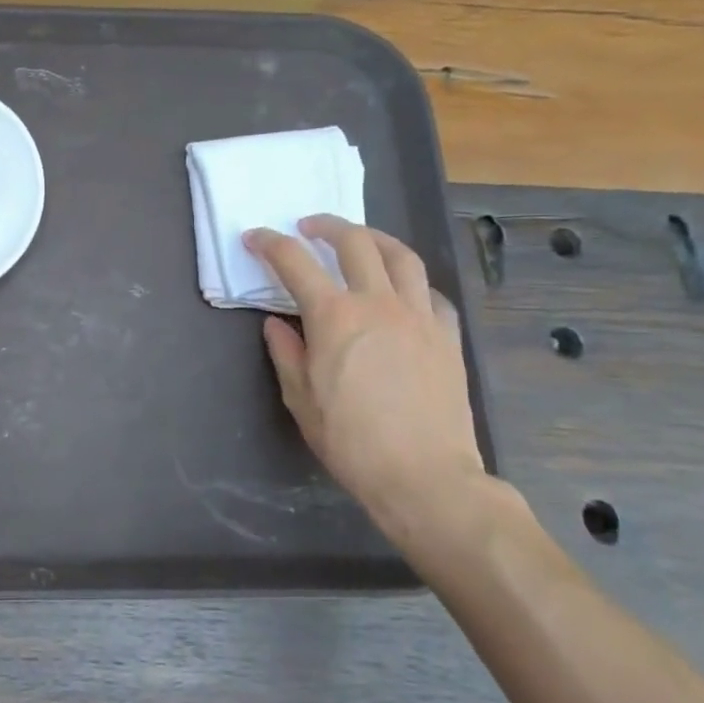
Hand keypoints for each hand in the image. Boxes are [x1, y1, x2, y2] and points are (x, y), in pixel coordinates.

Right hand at [246, 217, 487, 548]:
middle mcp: (378, 303)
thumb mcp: (301, 400)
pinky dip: (410, 281)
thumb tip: (277, 323)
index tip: (256, 237)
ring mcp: (419, 316)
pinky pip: (431, 292)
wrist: (425, 476)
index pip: (295, 262)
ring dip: (374, 238)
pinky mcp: (448, 336)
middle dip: (326, 226)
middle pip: (354, 242)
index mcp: (334, 317)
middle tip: (308, 228)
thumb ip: (286, 353)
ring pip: (401, 255)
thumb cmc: (351, 441)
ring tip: (360, 240)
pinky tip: (402, 291)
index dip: (270, 243)